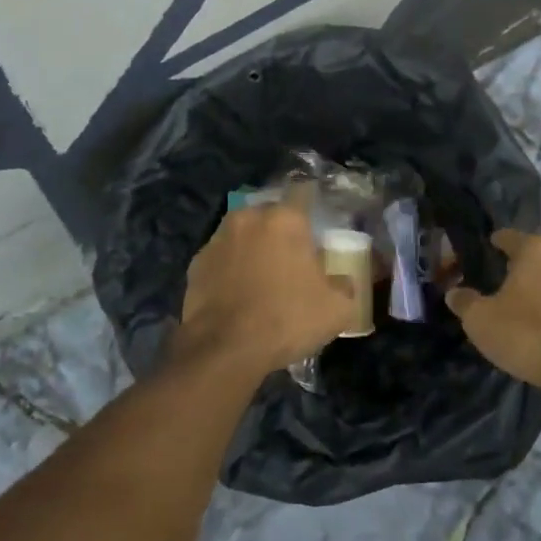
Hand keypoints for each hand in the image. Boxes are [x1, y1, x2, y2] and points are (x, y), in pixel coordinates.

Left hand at [175, 205, 354, 374]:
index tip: (318, 220)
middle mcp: (248, 218)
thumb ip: (344, 286)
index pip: (303, 192)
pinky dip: (230, 268)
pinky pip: (222, 258)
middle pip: (270, 214)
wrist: (224, 349)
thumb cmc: (286, 319)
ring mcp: (217, 239)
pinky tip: (238, 293)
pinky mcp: (196, 263)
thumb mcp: (336, 309)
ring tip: (263, 276)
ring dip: (253, 247)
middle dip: (281, 229)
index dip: (312, 202)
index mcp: (285, 219)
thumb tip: (342, 281)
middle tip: (292, 256)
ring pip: (243, 234)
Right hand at [446, 228, 540, 392]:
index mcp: (535, 249)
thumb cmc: (528, 333)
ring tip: (528, 305)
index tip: (487, 249)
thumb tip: (454, 293)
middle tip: (505, 282)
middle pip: (537, 255)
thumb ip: (464, 302)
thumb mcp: (481, 320)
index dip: (495, 243)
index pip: (509, 237)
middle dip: (522, 266)